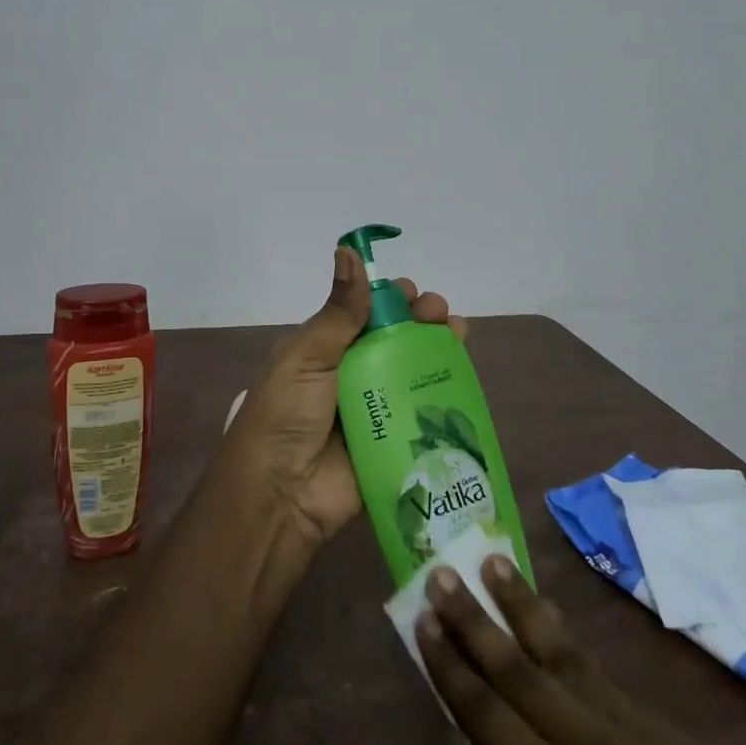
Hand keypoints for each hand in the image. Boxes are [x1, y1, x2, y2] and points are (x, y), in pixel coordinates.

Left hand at [219, 247, 464, 548]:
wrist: (282, 494)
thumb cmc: (287, 414)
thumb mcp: (307, 356)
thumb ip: (338, 311)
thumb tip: (347, 250)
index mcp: (324, 350)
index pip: (363, 314)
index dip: (389, 299)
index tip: (410, 292)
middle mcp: (350, 375)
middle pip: (395, 339)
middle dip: (420, 320)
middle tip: (438, 314)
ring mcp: (374, 409)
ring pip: (414, 372)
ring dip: (438, 350)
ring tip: (457, 333)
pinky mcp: (393, 442)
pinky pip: (424, 413)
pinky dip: (445, 393)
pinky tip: (463, 377)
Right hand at [418, 556, 745, 744]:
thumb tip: (458, 743)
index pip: (483, 708)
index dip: (448, 661)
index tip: (421, 616)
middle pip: (518, 666)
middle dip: (474, 616)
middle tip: (442, 570)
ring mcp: (637, 733)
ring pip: (565, 653)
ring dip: (524, 605)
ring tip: (494, 561)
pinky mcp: (672, 736)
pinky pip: (606, 676)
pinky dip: (569, 642)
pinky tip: (551, 620)